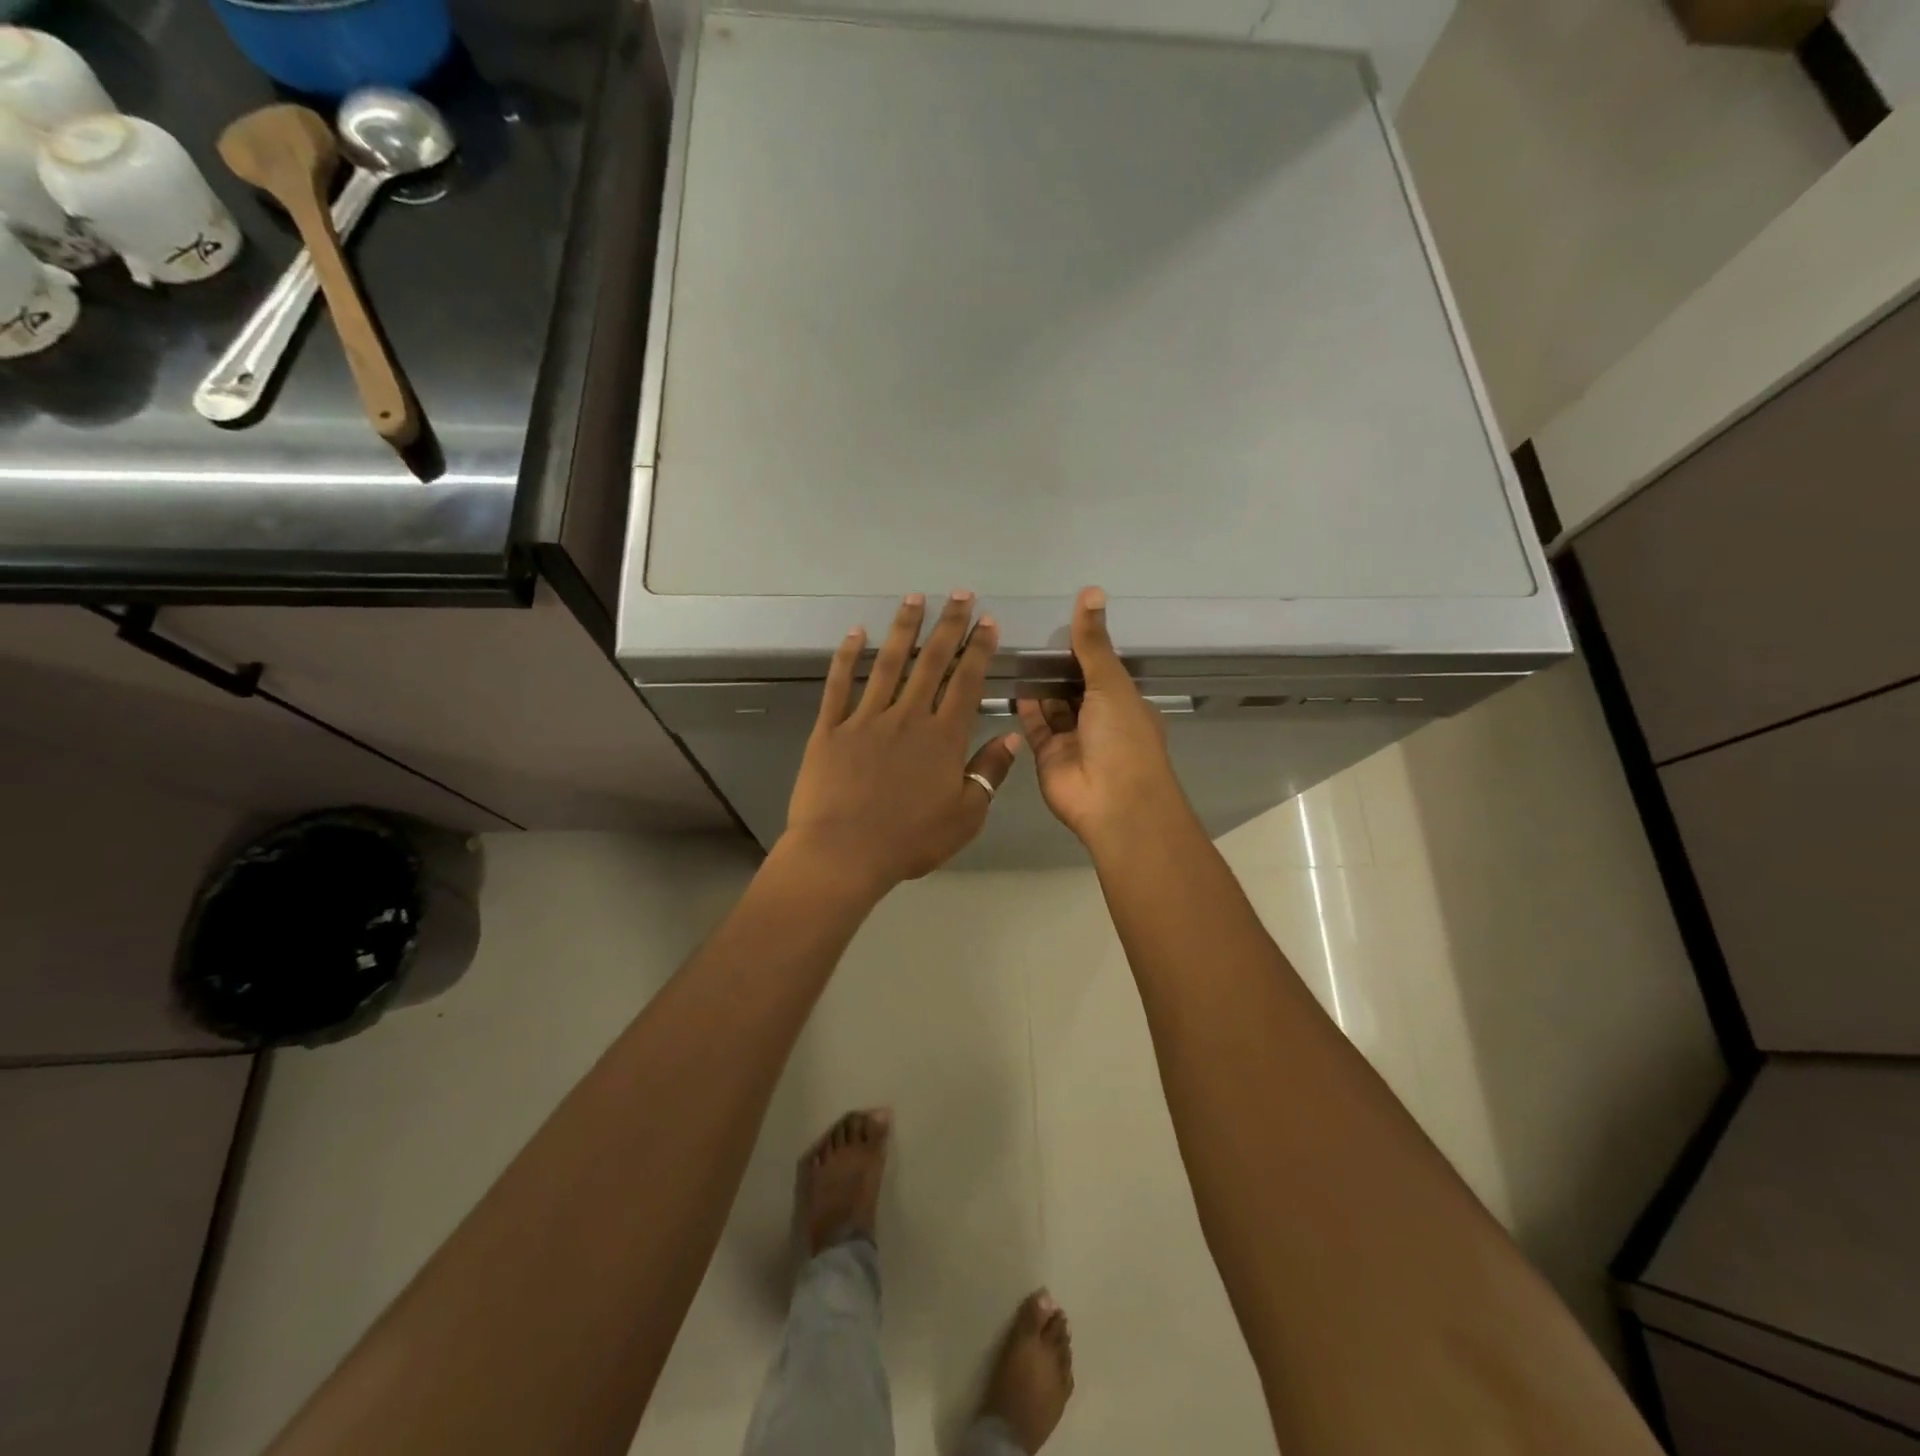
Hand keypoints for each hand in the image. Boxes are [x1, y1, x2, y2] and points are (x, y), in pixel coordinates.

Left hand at [785, 593, 1022, 896]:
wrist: (843, 853)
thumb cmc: (909, 840)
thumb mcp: (965, 816)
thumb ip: (988, 773)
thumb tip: (1010, 737)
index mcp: (943, 738)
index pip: (966, 682)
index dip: (978, 649)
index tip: (987, 621)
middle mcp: (907, 717)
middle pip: (931, 662)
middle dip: (947, 625)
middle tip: (959, 594)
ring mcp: (865, 719)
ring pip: (888, 664)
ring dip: (903, 629)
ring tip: (914, 598)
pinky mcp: (830, 729)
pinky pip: (838, 685)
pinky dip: (846, 656)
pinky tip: (855, 633)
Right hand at [1017, 588, 1188, 849]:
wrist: (1112, 802)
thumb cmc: (1122, 737)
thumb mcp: (1111, 683)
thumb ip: (1093, 643)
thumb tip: (1091, 592)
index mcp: (1125, 703)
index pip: (1102, 670)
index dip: (1084, 650)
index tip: (1058, 624)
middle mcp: (1100, 721)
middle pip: (1075, 688)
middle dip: (1056, 667)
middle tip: (1026, 634)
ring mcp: (1074, 740)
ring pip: (1053, 706)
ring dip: (1039, 684)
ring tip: (1013, 651)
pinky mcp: (1049, 756)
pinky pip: (1035, 726)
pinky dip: (1026, 706)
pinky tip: (1012, 681)